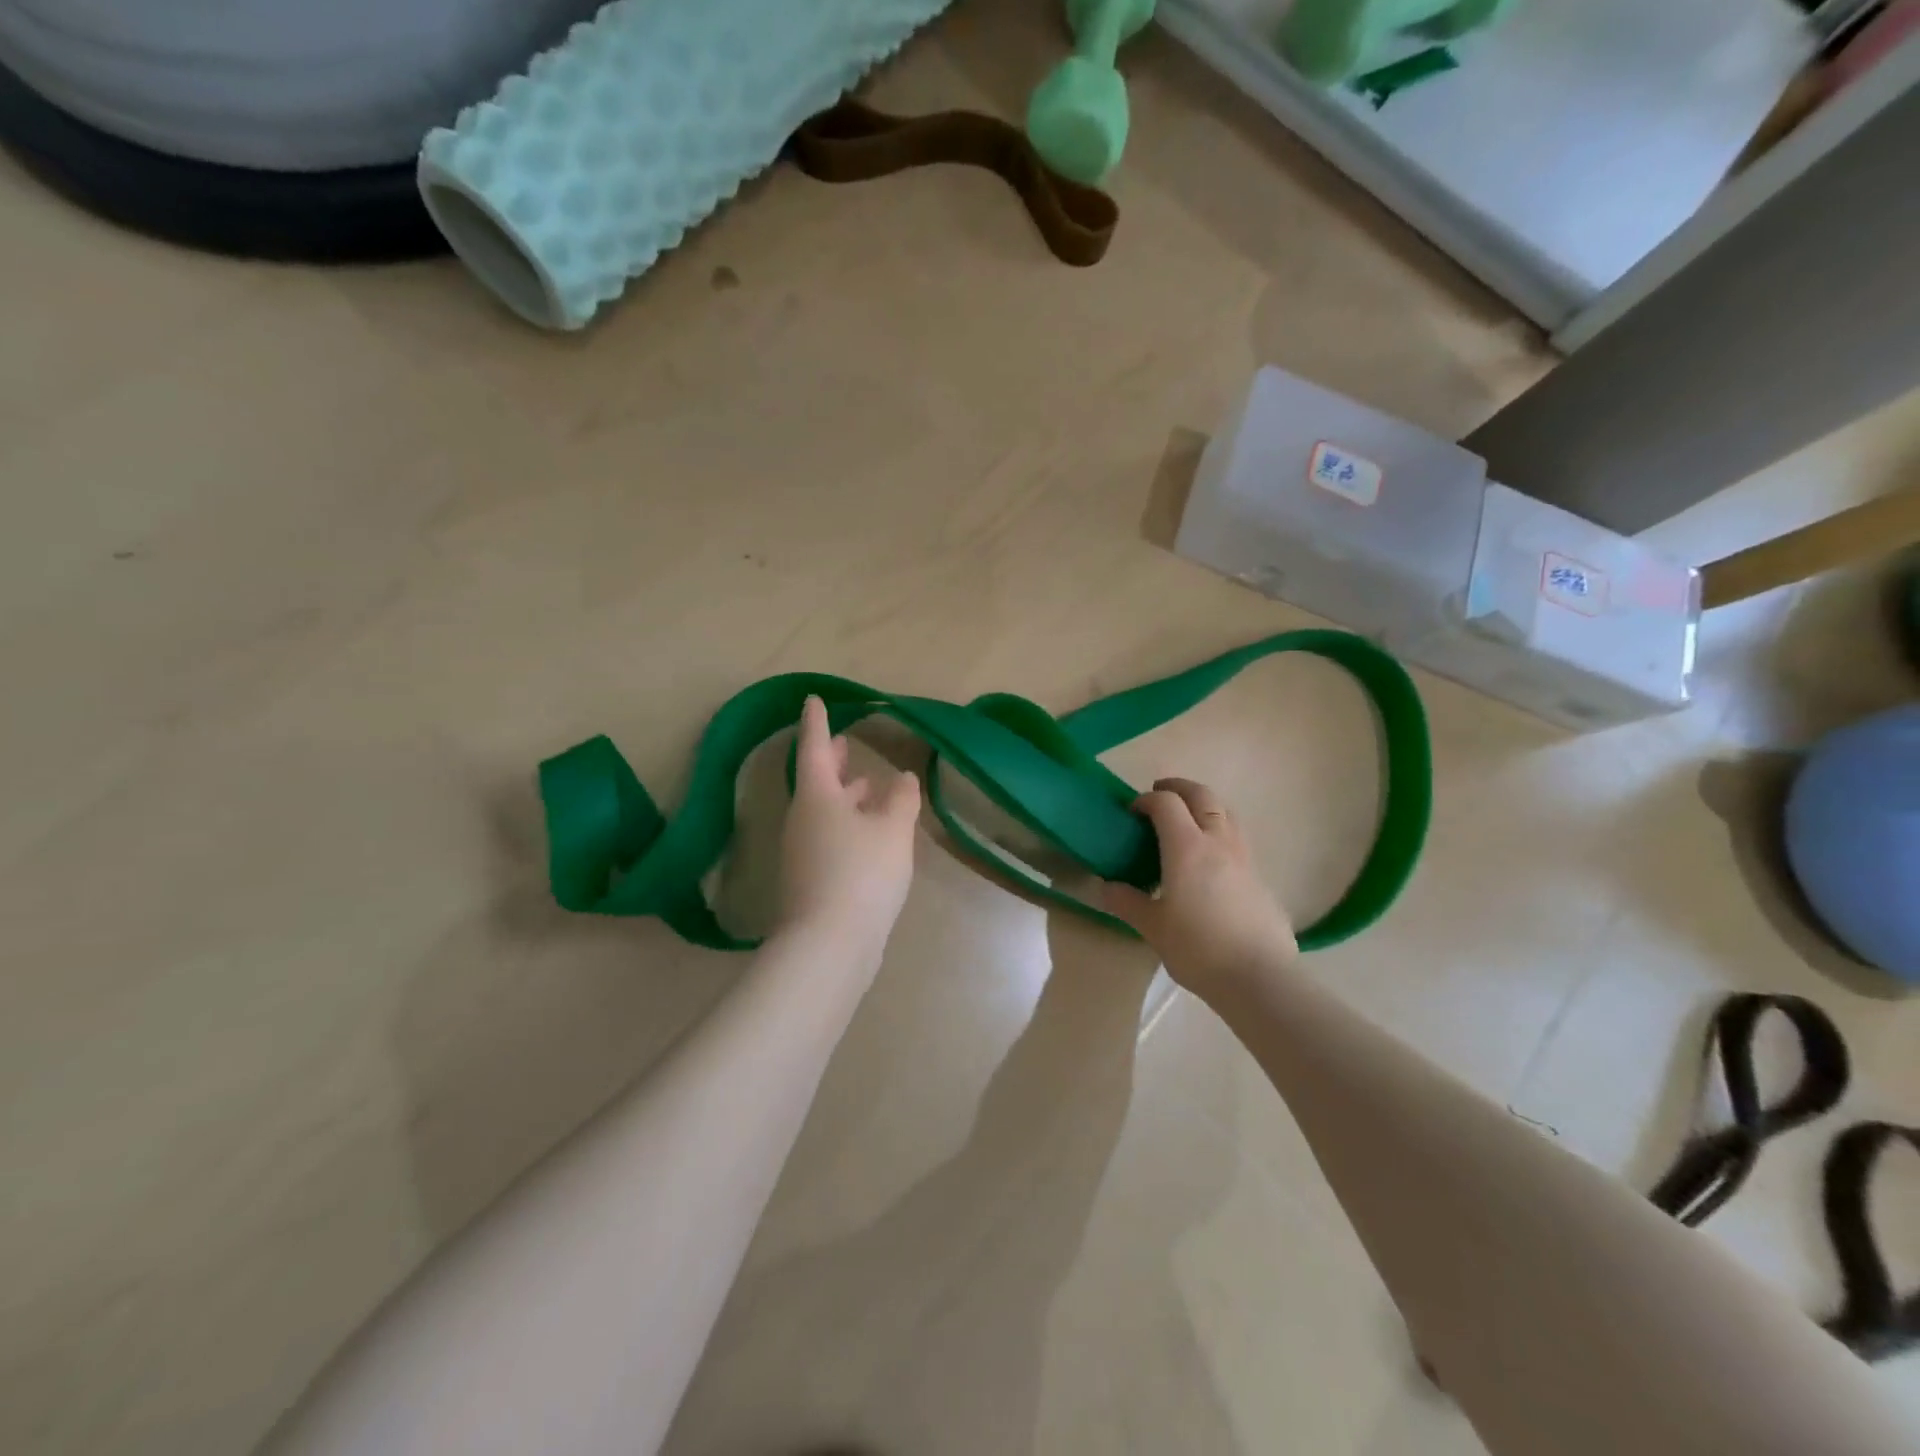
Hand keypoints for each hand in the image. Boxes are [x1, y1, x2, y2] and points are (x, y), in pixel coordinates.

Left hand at [776, 695, 921, 960]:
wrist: (828, 945)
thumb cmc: (861, 873)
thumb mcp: (892, 830)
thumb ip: (901, 799)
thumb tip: (903, 778)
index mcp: (817, 796)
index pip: (816, 747)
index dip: (817, 722)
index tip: (814, 700)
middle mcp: (802, 819)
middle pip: (817, 780)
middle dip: (834, 761)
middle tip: (847, 743)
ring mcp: (802, 851)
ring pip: (824, 810)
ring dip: (845, 795)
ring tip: (868, 785)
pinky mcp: (810, 879)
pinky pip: (829, 836)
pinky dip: (848, 823)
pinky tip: (870, 833)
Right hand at [1099, 778, 1296, 1000]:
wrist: (1260, 977)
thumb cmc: (1198, 948)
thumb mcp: (1153, 927)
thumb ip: (1128, 902)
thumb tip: (1106, 888)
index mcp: (1187, 847)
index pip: (1166, 803)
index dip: (1146, 800)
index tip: (1132, 812)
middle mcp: (1218, 842)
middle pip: (1202, 795)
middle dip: (1179, 788)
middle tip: (1160, 794)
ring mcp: (1244, 857)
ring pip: (1226, 812)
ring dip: (1204, 805)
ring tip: (1187, 820)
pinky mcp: (1260, 877)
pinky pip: (1237, 838)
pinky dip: (1220, 831)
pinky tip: (1210, 860)